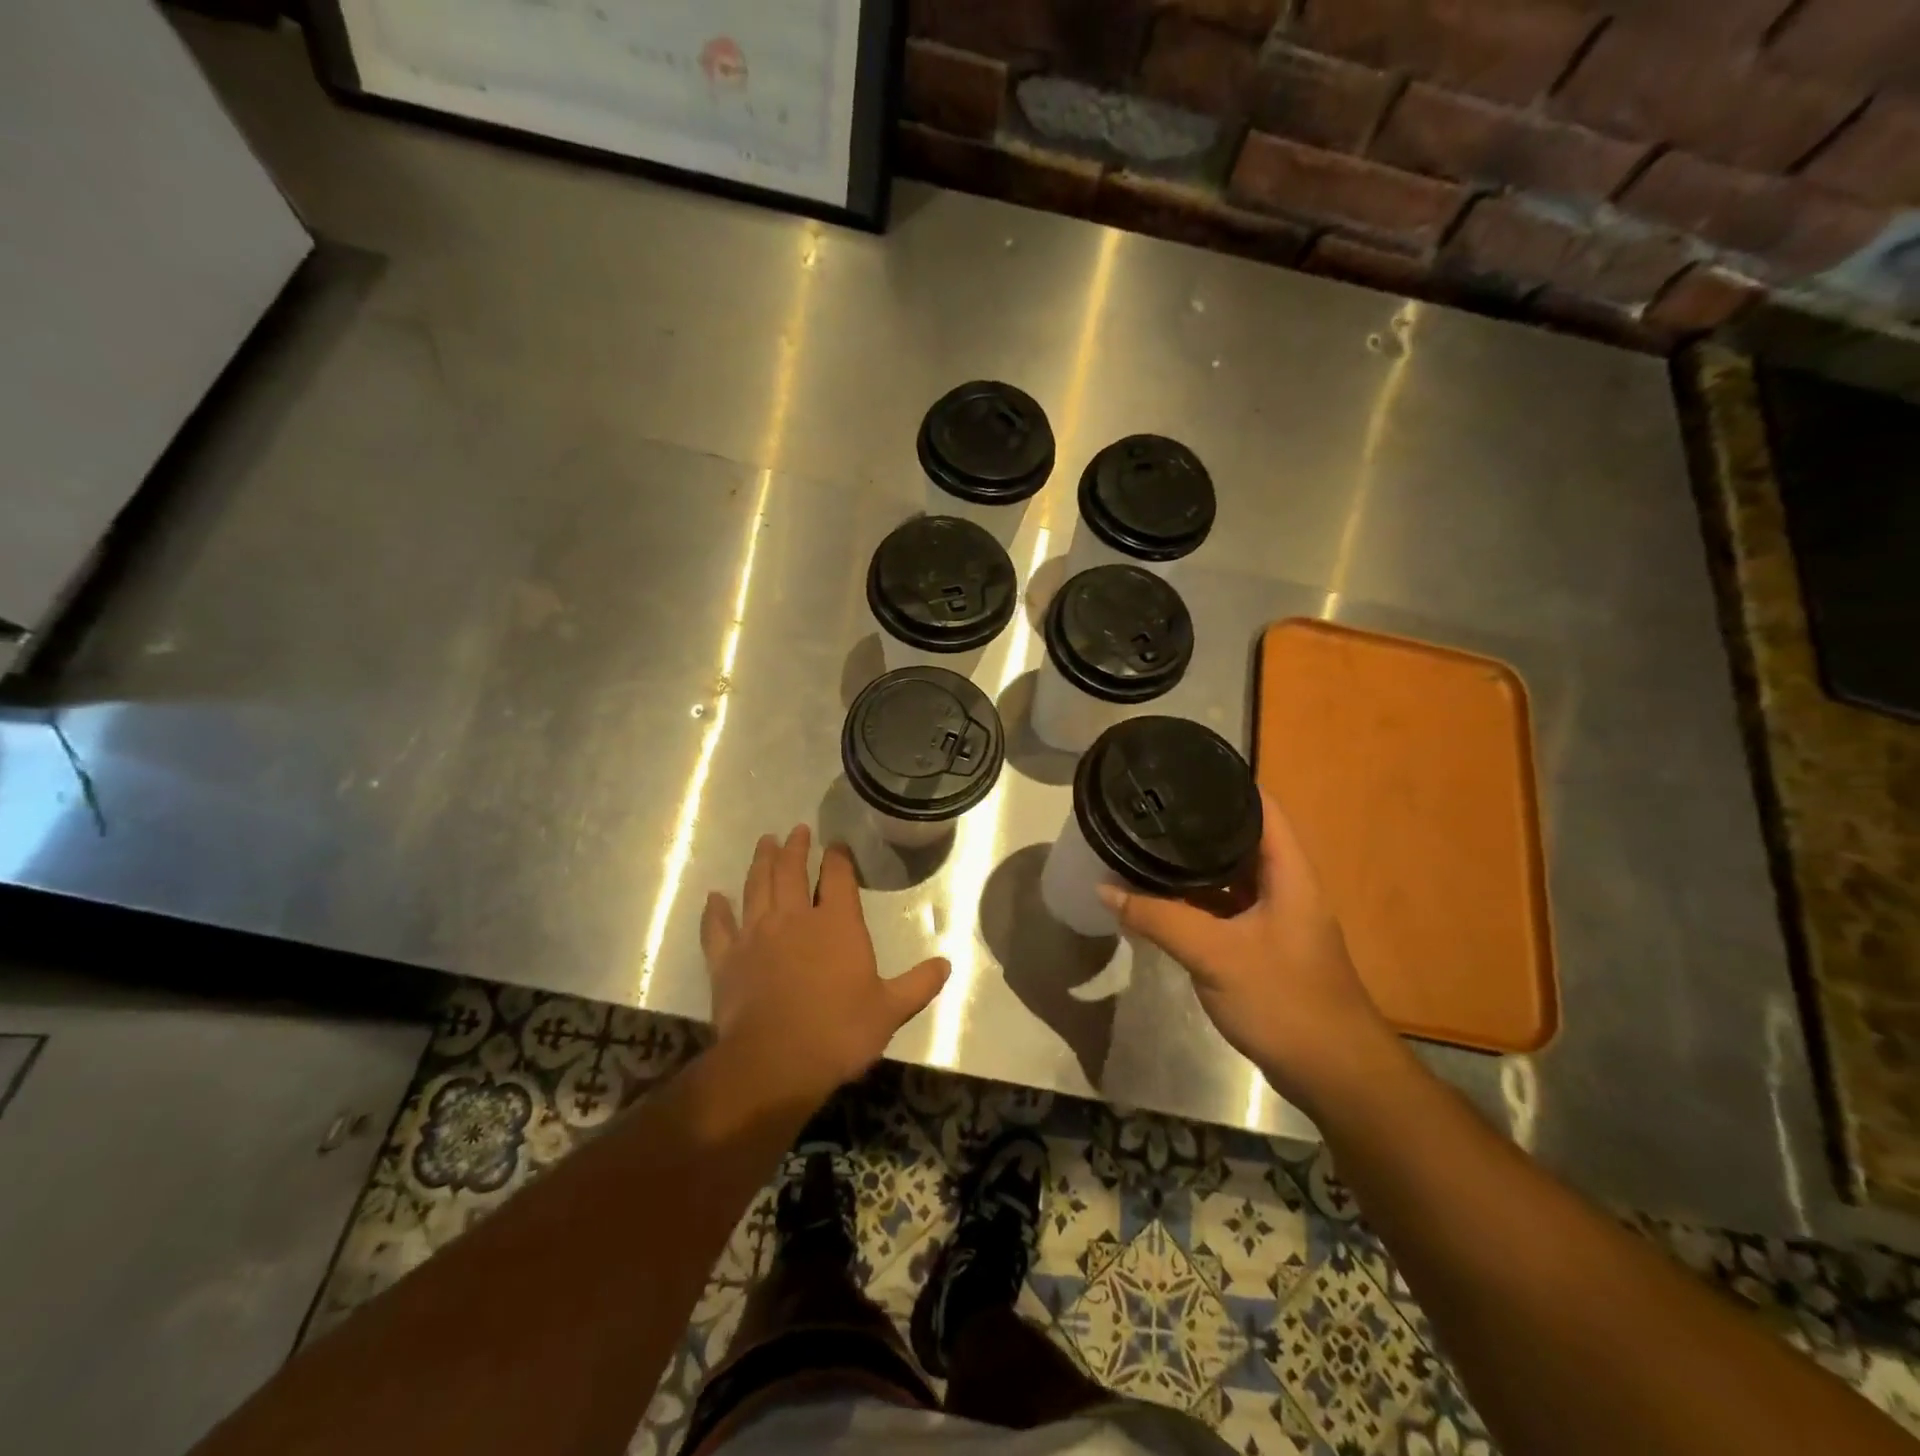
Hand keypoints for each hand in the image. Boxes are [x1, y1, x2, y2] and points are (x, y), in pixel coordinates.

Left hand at [701, 826, 950, 1103]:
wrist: (776, 1062)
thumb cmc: (839, 1032)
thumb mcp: (890, 1010)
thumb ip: (919, 984)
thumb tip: (947, 964)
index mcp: (836, 923)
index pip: (838, 876)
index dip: (838, 857)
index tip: (836, 846)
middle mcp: (794, 918)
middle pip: (792, 871)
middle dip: (796, 848)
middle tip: (796, 831)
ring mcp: (756, 935)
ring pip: (756, 887)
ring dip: (761, 862)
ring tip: (765, 843)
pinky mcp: (726, 959)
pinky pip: (718, 927)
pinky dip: (715, 911)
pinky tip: (714, 897)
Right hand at [1099, 789, 1394, 1110]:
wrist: (1335, 1075)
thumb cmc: (1285, 1001)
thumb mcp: (1215, 955)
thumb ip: (1159, 918)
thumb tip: (1106, 888)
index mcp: (1288, 873)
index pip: (1262, 807)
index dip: (1227, 783)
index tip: (1182, 770)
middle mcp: (1285, 887)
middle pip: (1242, 838)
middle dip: (1198, 822)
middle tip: (1151, 808)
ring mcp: (1275, 919)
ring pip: (1230, 876)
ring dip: (1194, 864)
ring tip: (1148, 843)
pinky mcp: (1264, 947)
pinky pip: (1225, 907)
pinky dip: (1196, 899)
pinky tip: (1162, 897)